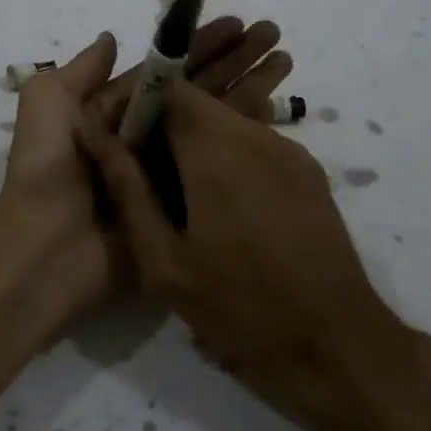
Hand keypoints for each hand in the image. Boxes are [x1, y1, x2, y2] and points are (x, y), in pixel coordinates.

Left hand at [0, 17, 294, 333]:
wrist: (46, 249)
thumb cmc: (47, 168)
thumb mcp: (48, 104)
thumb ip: (81, 71)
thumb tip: (112, 38)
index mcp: (115, 115)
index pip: (168, 73)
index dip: (200, 47)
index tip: (237, 24)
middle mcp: (146, 139)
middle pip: (198, 93)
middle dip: (233, 61)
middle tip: (272, 34)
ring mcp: (168, 174)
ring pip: (215, 123)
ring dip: (248, 90)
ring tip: (284, 60)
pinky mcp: (185, 206)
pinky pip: (220, 166)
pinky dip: (246, 137)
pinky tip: (276, 110)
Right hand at [79, 80, 399, 424]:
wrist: (336, 344)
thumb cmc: (240, 305)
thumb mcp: (164, 259)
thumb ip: (126, 188)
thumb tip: (93, 133)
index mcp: (215, 147)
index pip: (167, 87)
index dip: (138, 105)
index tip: (121, 142)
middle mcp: (254, 133)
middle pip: (197, 104)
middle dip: (165, 129)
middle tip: (148, 180)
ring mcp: (288, 149)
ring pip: (227, 123)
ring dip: (198, 145)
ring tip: (186, 201)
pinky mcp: (309, 169)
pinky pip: (256, 145)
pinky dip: (231, 160)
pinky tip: (229, 211)